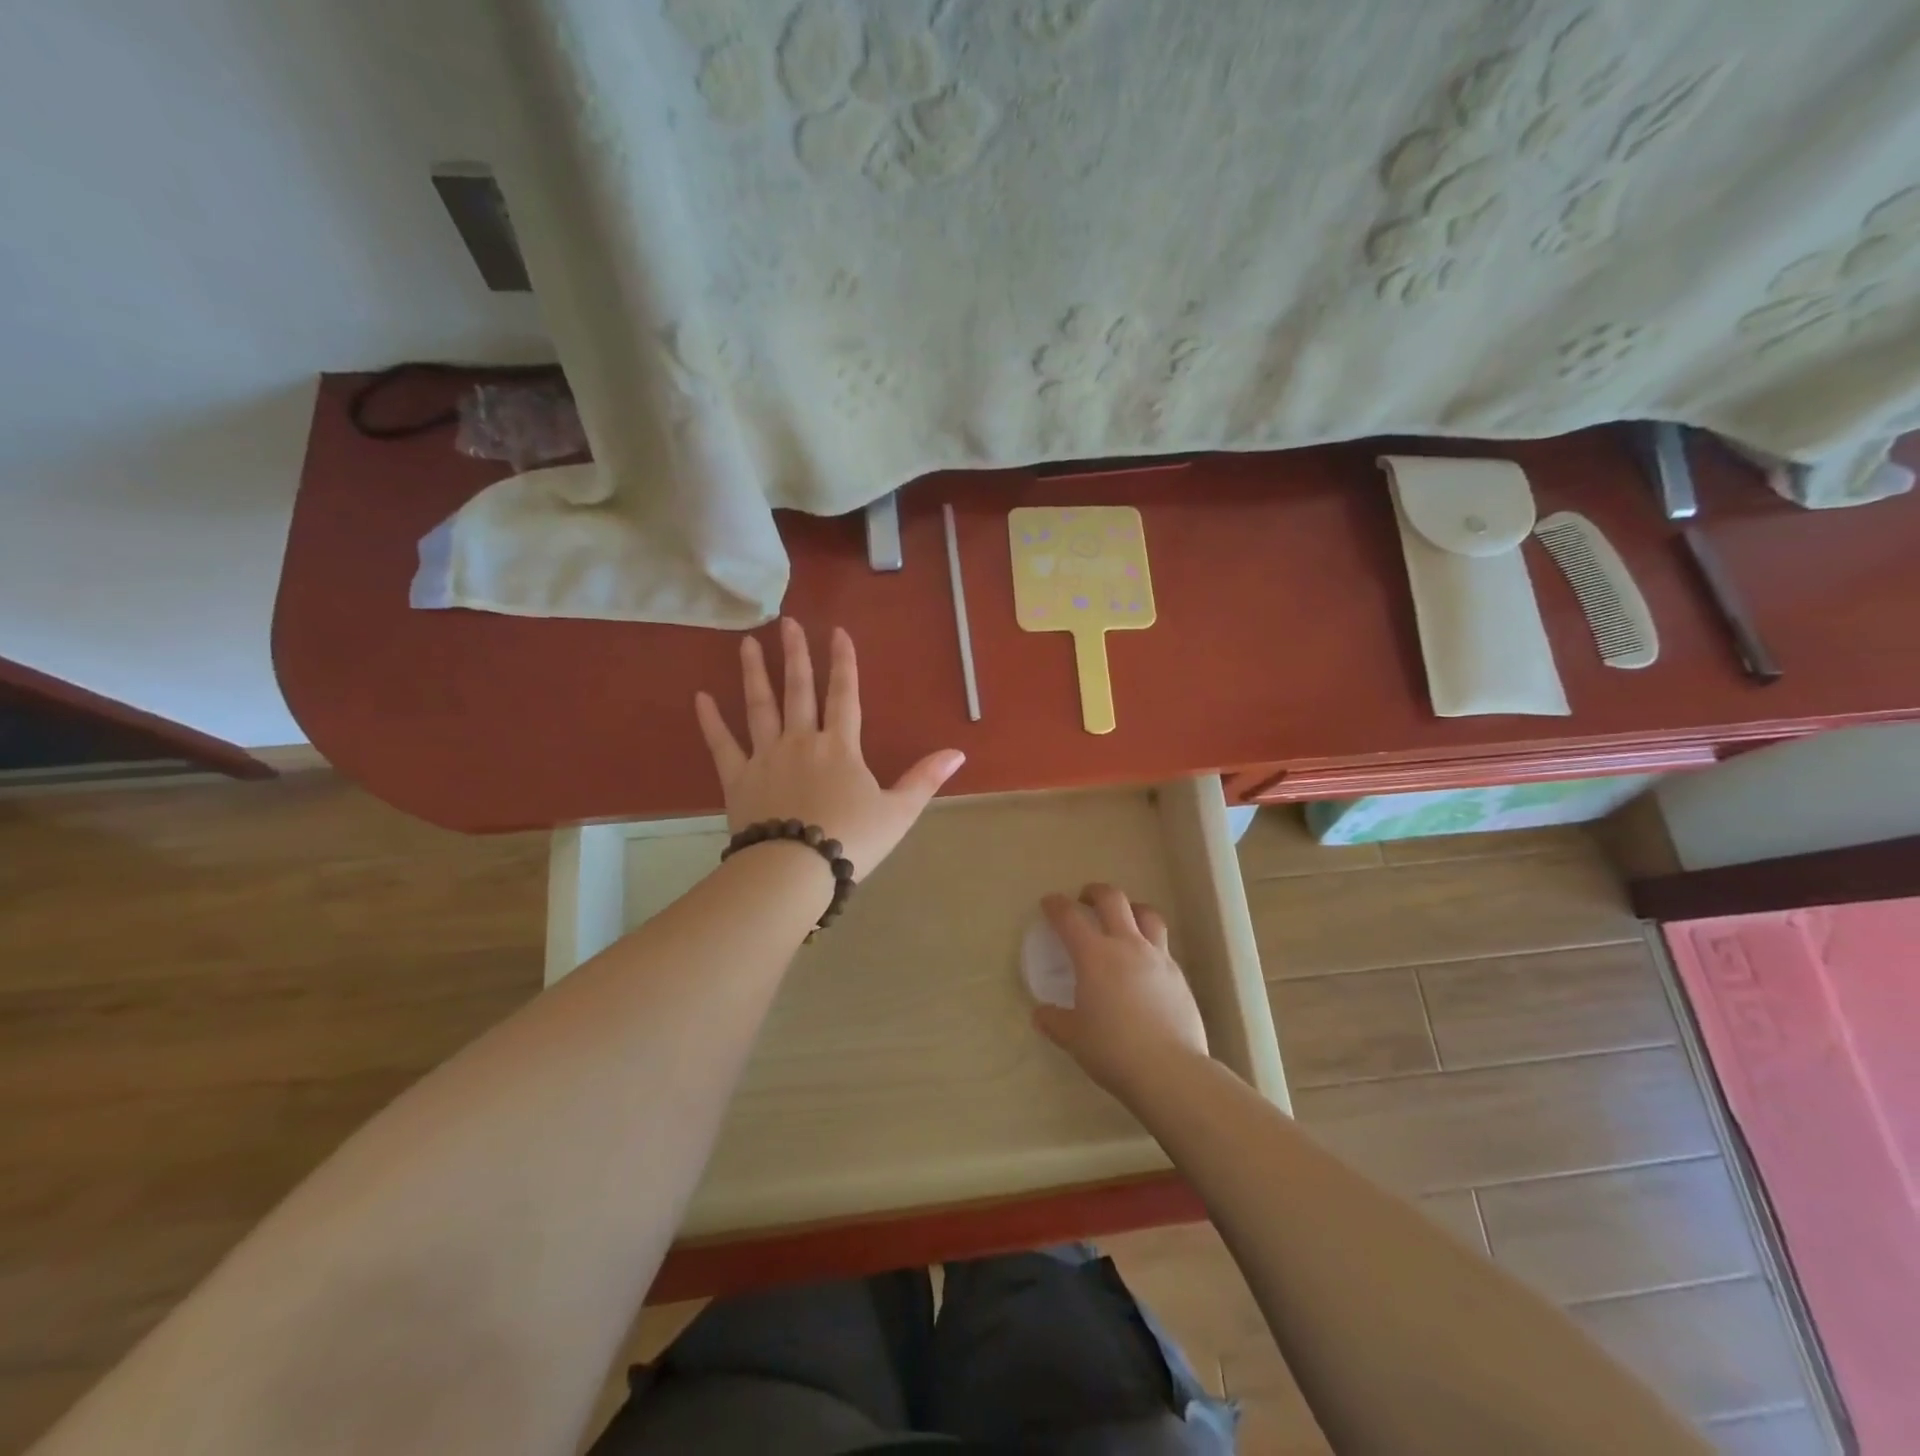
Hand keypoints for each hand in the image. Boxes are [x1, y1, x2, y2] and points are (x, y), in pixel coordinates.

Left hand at [695, 620, 965, 879]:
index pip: (844, 694)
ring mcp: (765, 757)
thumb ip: (925, 779)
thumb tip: (958, 753)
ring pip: (759, 707)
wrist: (796, 870)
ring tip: (747, 643)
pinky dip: (711, 721)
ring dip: (754, 673)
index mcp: (840, 746)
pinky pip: (722, 744)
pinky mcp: (738, 779)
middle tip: (787, 623)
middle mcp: (801, 741)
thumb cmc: (852, 840)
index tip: (837, 632)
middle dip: (795, 654)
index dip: (843, 662)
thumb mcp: (899, 812)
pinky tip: (701, 697)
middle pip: (798, 690)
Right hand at [1033, 884, 1209, 1099]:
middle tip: (1085, 899)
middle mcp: (1127, 946)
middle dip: (1095, 892)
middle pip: (1113, 900)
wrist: (1169, 1070)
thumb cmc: (1113, 1049)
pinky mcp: (1179, 975)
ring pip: (1147, 914)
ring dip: (1131, 909)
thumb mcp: (1073, 1038)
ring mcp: (1157, 958)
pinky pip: (1162, 946)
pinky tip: (1144, 964)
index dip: (1056, 905)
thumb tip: (1041, 1014)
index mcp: (1094, 955)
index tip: (1049, 903)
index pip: (1069, 917)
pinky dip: (1149, 944)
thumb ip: (1054, 1021)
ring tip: (1124, 919)